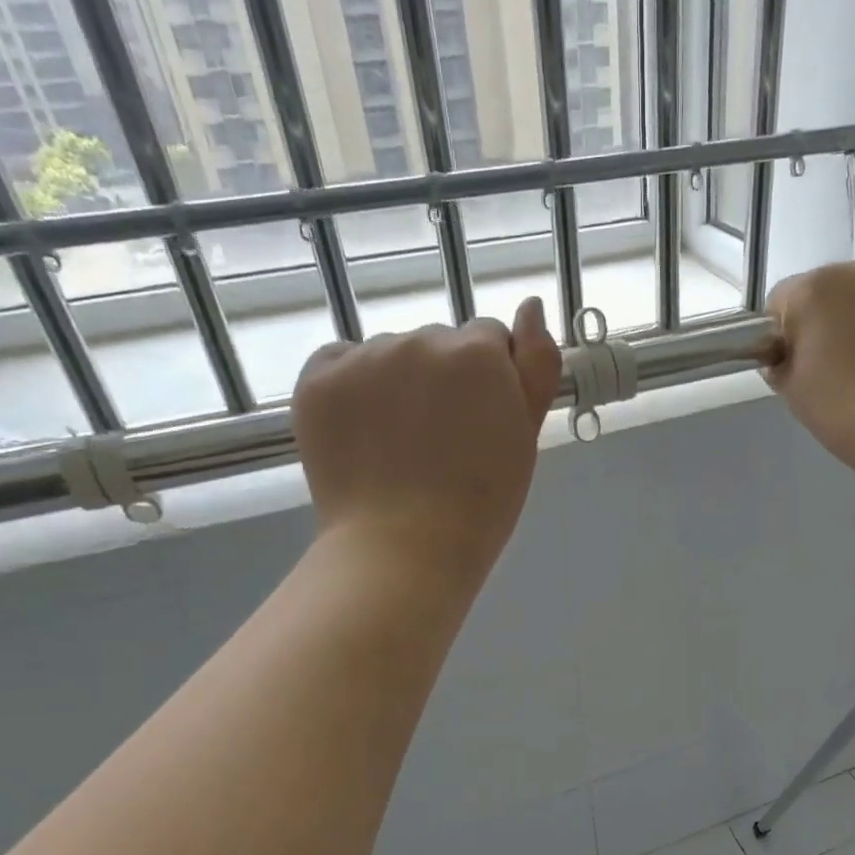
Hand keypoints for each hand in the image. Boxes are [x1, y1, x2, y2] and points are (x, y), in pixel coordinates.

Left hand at [292, 297, 561, 585]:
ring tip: (398, 445)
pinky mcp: (318, 379)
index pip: (488, 340)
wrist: (404, 549)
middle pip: (438, 344)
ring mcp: (363, 357)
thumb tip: (531, 306)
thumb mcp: (525, 436)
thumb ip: (537, 366)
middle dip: (443, 379)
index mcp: (478, 352)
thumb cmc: (481, 502)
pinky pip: (341, 363)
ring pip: (390, 354)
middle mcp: (420, 339)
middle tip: (441, 442)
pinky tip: (362, 432)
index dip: (489, 382)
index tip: (481, 426)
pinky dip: (351, 387)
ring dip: (398, 383)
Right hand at [765, 253, 854, 482]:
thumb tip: (784, 354)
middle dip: (820, 319)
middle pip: (820, 289)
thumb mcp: (792, 393)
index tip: (794, 366)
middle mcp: (849, 270)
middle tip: (832, 364)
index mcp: (807, 293)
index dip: (782, 336)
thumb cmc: (846, 410)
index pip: (778, 304)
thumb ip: (779, 363)